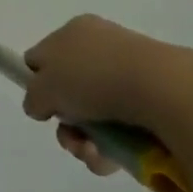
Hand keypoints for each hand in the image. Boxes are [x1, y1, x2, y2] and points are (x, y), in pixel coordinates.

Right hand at [23, 15, 190, 176]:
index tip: (42, 108)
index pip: (43, 56)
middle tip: (71, 139)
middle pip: (70, 91)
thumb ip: (33, 97)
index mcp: (74, 31)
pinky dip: (114, 146)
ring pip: (96, 115)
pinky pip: (123, 127)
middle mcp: (101, 47)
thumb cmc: (93, 77)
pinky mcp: (153, 99)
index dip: (37, 84)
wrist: (160, 89)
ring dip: (87, 142)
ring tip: (94, 156)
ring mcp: (129, 73)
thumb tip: (38, 105)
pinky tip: (113, 159)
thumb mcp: (45, 87)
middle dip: (67, 123)